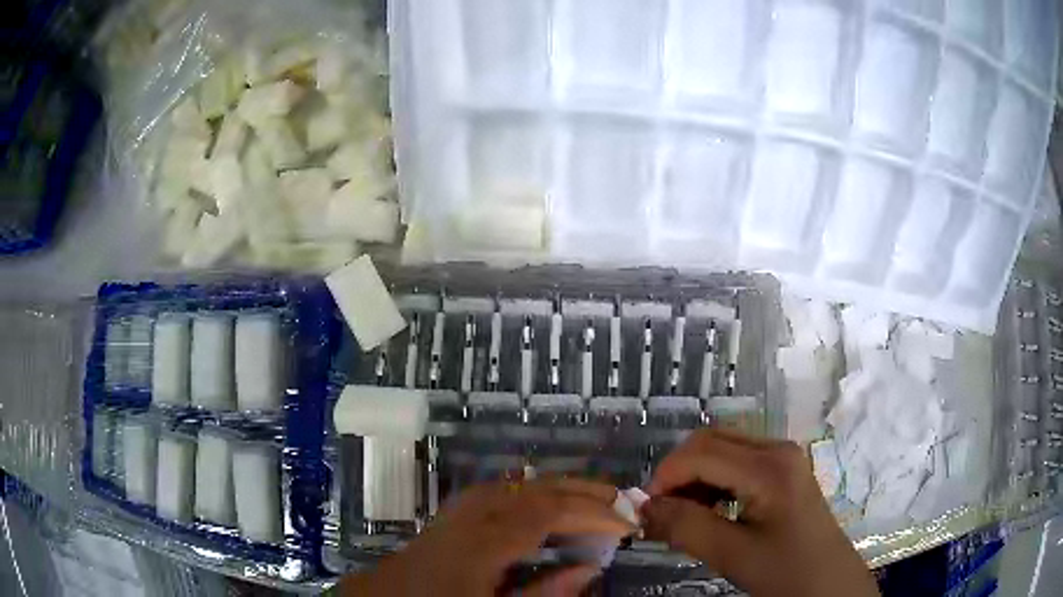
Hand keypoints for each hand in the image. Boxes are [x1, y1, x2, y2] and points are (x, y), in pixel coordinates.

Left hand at [343, 478, 634, 596]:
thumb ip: (545, 593)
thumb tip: (589, 568)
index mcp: (480, 544)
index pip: (547, 513)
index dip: (592, 513)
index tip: (628, 522)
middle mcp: (468, 517)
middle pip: (533, 490)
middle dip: (581, 491)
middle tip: (622, 500)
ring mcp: (455, 513)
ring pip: (515, 485)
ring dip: (557, 488)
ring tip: (592, 497)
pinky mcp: (449, 517)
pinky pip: (497, 493)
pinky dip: (529, 493)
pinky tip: (543, 503)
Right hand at [642, 429, 878, 596]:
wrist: (828, 583)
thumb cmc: (785, 571)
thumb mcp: (732, 554)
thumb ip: (685, 527)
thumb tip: (642, 508)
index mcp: (769, 467)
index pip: (701, 453)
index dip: (665, 477)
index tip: (645, 511)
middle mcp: (777, 449)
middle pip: (712, 441)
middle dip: (678, 473)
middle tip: (661, 512)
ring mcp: (783, 457)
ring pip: (723, 449)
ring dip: (695, 477)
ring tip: (683, 515)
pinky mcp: (784, 470)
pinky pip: (738, 462)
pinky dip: (714, 481)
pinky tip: (710, 510)